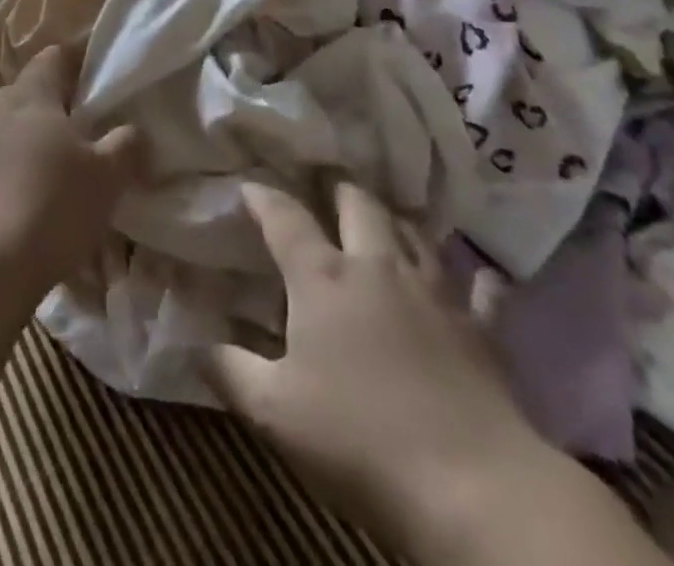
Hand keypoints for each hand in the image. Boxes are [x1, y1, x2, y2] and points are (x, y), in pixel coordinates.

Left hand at [0, 46, 143, 294]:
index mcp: (33, 95)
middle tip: (83, 127)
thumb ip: (125, 146)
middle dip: (53, 105)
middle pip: (28, 92)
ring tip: (59, 168)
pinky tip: (30, 202)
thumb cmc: (52, 203)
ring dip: (31, 141)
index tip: (97, 78)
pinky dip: (12, 173)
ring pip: (8, 130)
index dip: (76, 61)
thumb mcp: (107, 176)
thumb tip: (133, 131)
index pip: (53, 57)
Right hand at [203, 182, 550, 554]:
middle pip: (358, 204)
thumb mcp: (274, 412)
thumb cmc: (359, 440)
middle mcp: (377, 266)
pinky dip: (475, 279)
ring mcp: (434, 292)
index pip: (284, 217)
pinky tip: (478, 275)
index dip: (263, 197)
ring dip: (394, 222)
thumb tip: (192, 343)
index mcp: (322, 278)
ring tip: (382, 222)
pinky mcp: (480, 329)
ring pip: (413, 233)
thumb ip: (229, 370)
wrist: (472, 487)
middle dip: (338, 191)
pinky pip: (481, 290)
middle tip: (325, 191)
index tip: (248, 187)